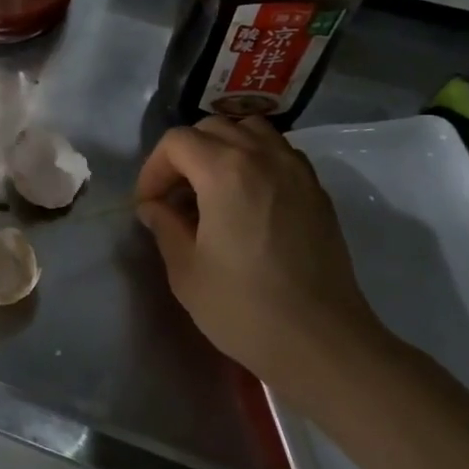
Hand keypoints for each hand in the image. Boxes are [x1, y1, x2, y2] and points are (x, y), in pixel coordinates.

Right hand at [135, 116, 387, 384]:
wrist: (320, 341)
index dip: (154, 169)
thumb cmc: (243, 307)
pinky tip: (247, 200)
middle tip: (174, 197)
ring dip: (223, 149)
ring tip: (210, 189)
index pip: (177, 141)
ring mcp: (297, 172)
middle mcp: (264, 157)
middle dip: (184, 155)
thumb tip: (154, 207)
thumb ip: (164, 226)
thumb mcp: (186, 270)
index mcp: (225, 172)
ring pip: (252, 131)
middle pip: (213, 128)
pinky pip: (280, 153)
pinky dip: (255, 160)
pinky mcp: (317, 193)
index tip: (148, 205)